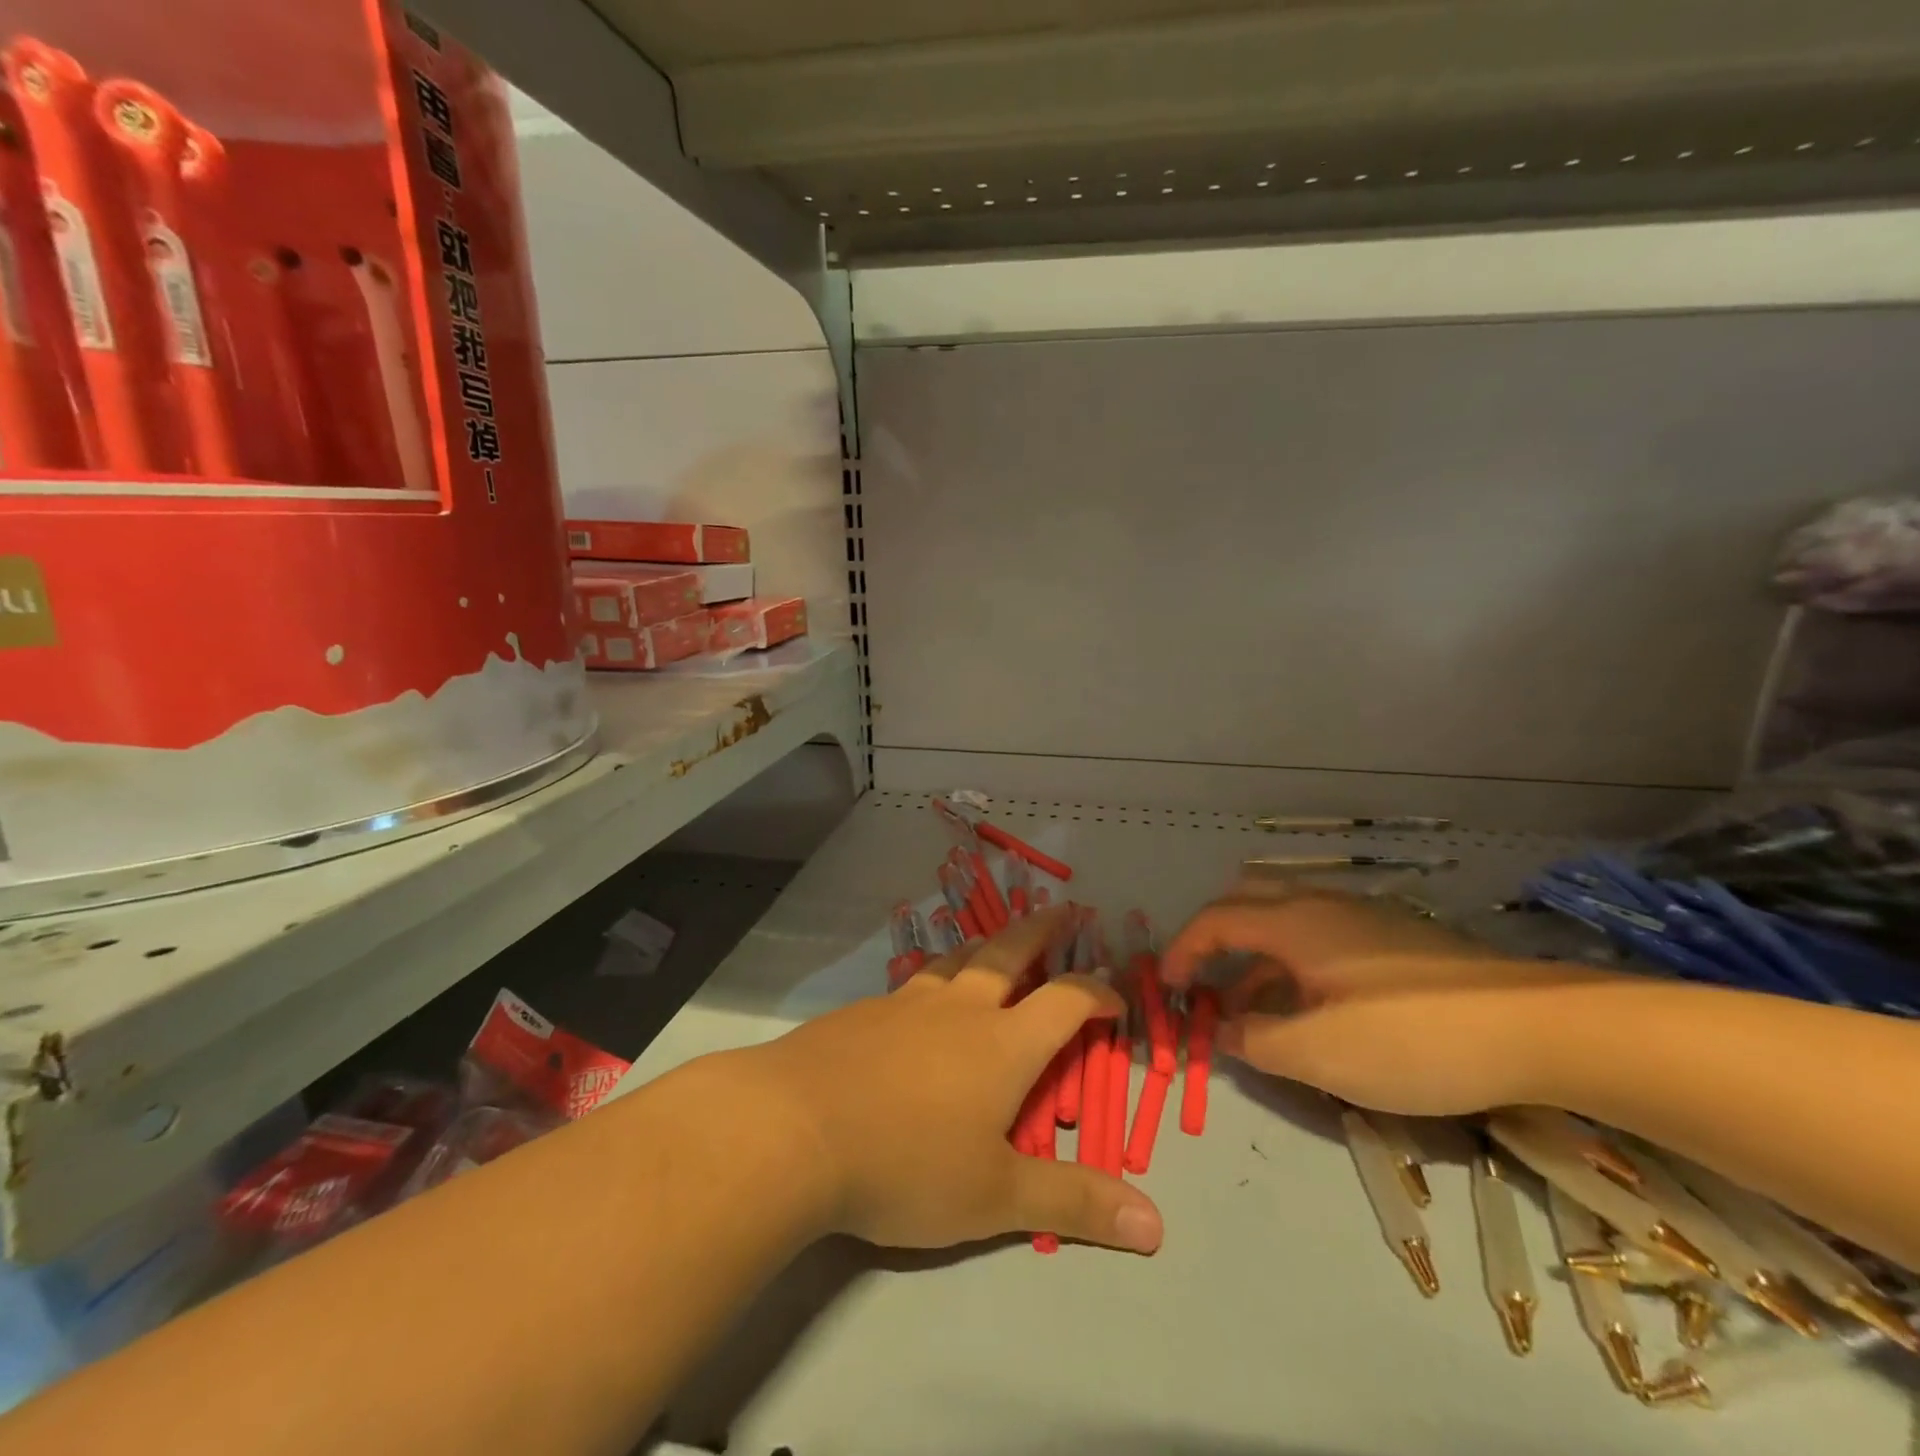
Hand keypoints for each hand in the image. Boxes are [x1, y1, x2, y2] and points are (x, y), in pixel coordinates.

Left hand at [730, 906, 1164, 1254]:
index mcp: (1002, 1044)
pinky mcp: (863, 1011)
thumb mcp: (995, 1197)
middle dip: (1042, 929)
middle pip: (1009, 951)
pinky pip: (912, 981)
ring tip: (996, 940)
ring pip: (956, 958)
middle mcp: (959, 1008)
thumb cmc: (905, 1163)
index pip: (1065, 1001)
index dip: (1097, 993)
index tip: (1115, 1000)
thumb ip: (1073, 1204)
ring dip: (985, 944)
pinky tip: (921, 994)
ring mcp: (906, 1003)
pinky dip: (934, 976)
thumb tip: (1157, 1227)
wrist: (794, 1128)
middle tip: (1062, 908)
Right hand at [1160, 881, 1617, 1115]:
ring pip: (1287, 924)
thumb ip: (1258, 1041)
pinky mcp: (1398, 940)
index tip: (1167, 988)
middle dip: (1215, 939)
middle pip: (1247, 902)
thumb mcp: (1320, 1054)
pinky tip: (1313, 1009)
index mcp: (1294, 922)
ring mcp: (1364, 919)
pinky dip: (1294, 965)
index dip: (1183, 950)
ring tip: (1250, 1011)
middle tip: (1202, 982)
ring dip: (1256, 959)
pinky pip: (1322, 939)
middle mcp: (1322, 906)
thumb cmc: (1412, 1037)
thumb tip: (1225, 1030)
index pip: (1215, 920)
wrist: (1540, 1028)